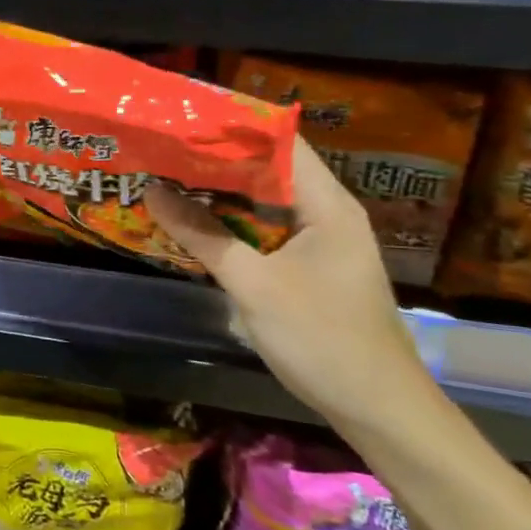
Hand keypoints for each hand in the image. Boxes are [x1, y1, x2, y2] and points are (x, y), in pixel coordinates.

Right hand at [149, 137, 438, 427]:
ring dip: (222, 194)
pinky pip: (267, 231)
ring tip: (169, 178)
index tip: (183, 120)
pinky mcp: (311, 268)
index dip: (234, 127)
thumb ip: (202, 235)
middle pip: (270, 170)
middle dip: (217, 160)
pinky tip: (196, 225)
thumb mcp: (253, 285)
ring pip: (265, 203)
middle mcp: (328, 214)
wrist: (377, 409)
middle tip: (163, 149)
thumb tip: (153, 191)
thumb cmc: (321, 339)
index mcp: (327, 206)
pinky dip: (233, 224)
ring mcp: (321, 243)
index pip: (282, 143)